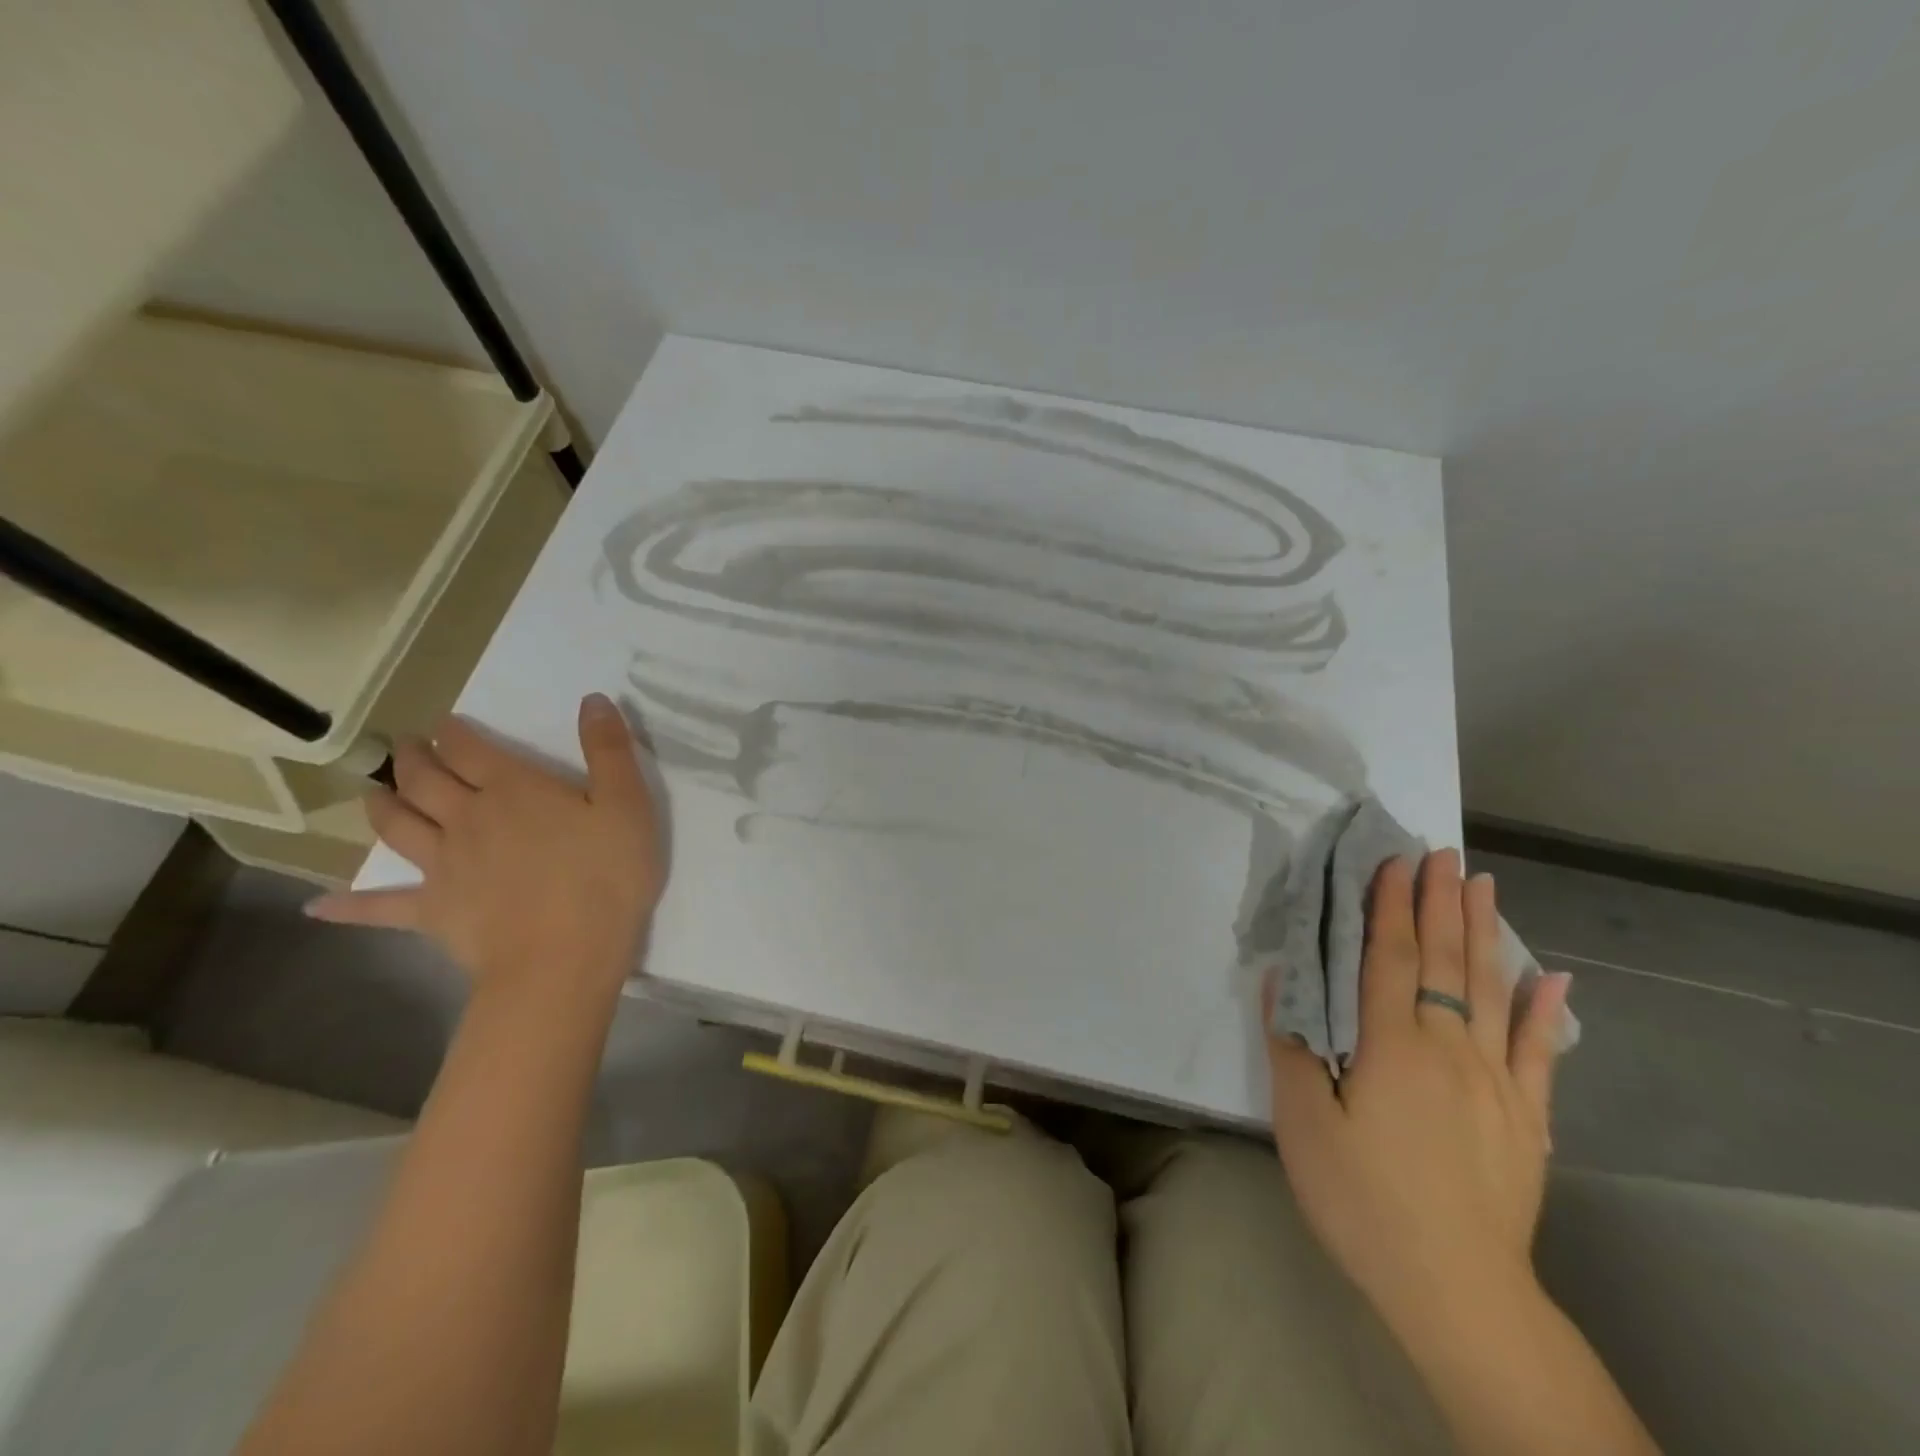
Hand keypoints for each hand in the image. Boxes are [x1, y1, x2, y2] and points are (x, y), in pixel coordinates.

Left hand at [308, 694, 664, 997]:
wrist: (563, 957)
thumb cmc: (605, 876)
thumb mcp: (627, 805)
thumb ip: (609, 750)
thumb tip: (593, 699)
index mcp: (512, 790)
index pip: (470, 749)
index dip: (454, 732)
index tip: (444, 723)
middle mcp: (466, 819)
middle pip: (426, 781)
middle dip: (413, 759)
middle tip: (405, 747)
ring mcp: (443, 867)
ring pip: (398, 828)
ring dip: (382, 806)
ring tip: (373, 793)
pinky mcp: (432, 912)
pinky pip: (381, 907)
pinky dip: (348, 906)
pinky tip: (317, 907)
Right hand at [1266, 851, 1571, 1340]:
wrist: (1457, 1291)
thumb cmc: (1364, 1200)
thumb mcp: (1303, 1125)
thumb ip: (1294, 1048)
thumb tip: (1285, 981)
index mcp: (1393, 1046)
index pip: (1390, 957)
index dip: (1390, 906)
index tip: (1394, 861)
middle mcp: (1449, 1048)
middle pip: (1444, 960)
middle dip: (1440, 902)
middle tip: (1443, 854)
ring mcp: (1497, 1082)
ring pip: (1489, 990)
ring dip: (1484, 933)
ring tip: (1484, 887)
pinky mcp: (1527, 1119)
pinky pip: (1538, 1052)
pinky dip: (1543, 1009)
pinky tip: (1550, 977)